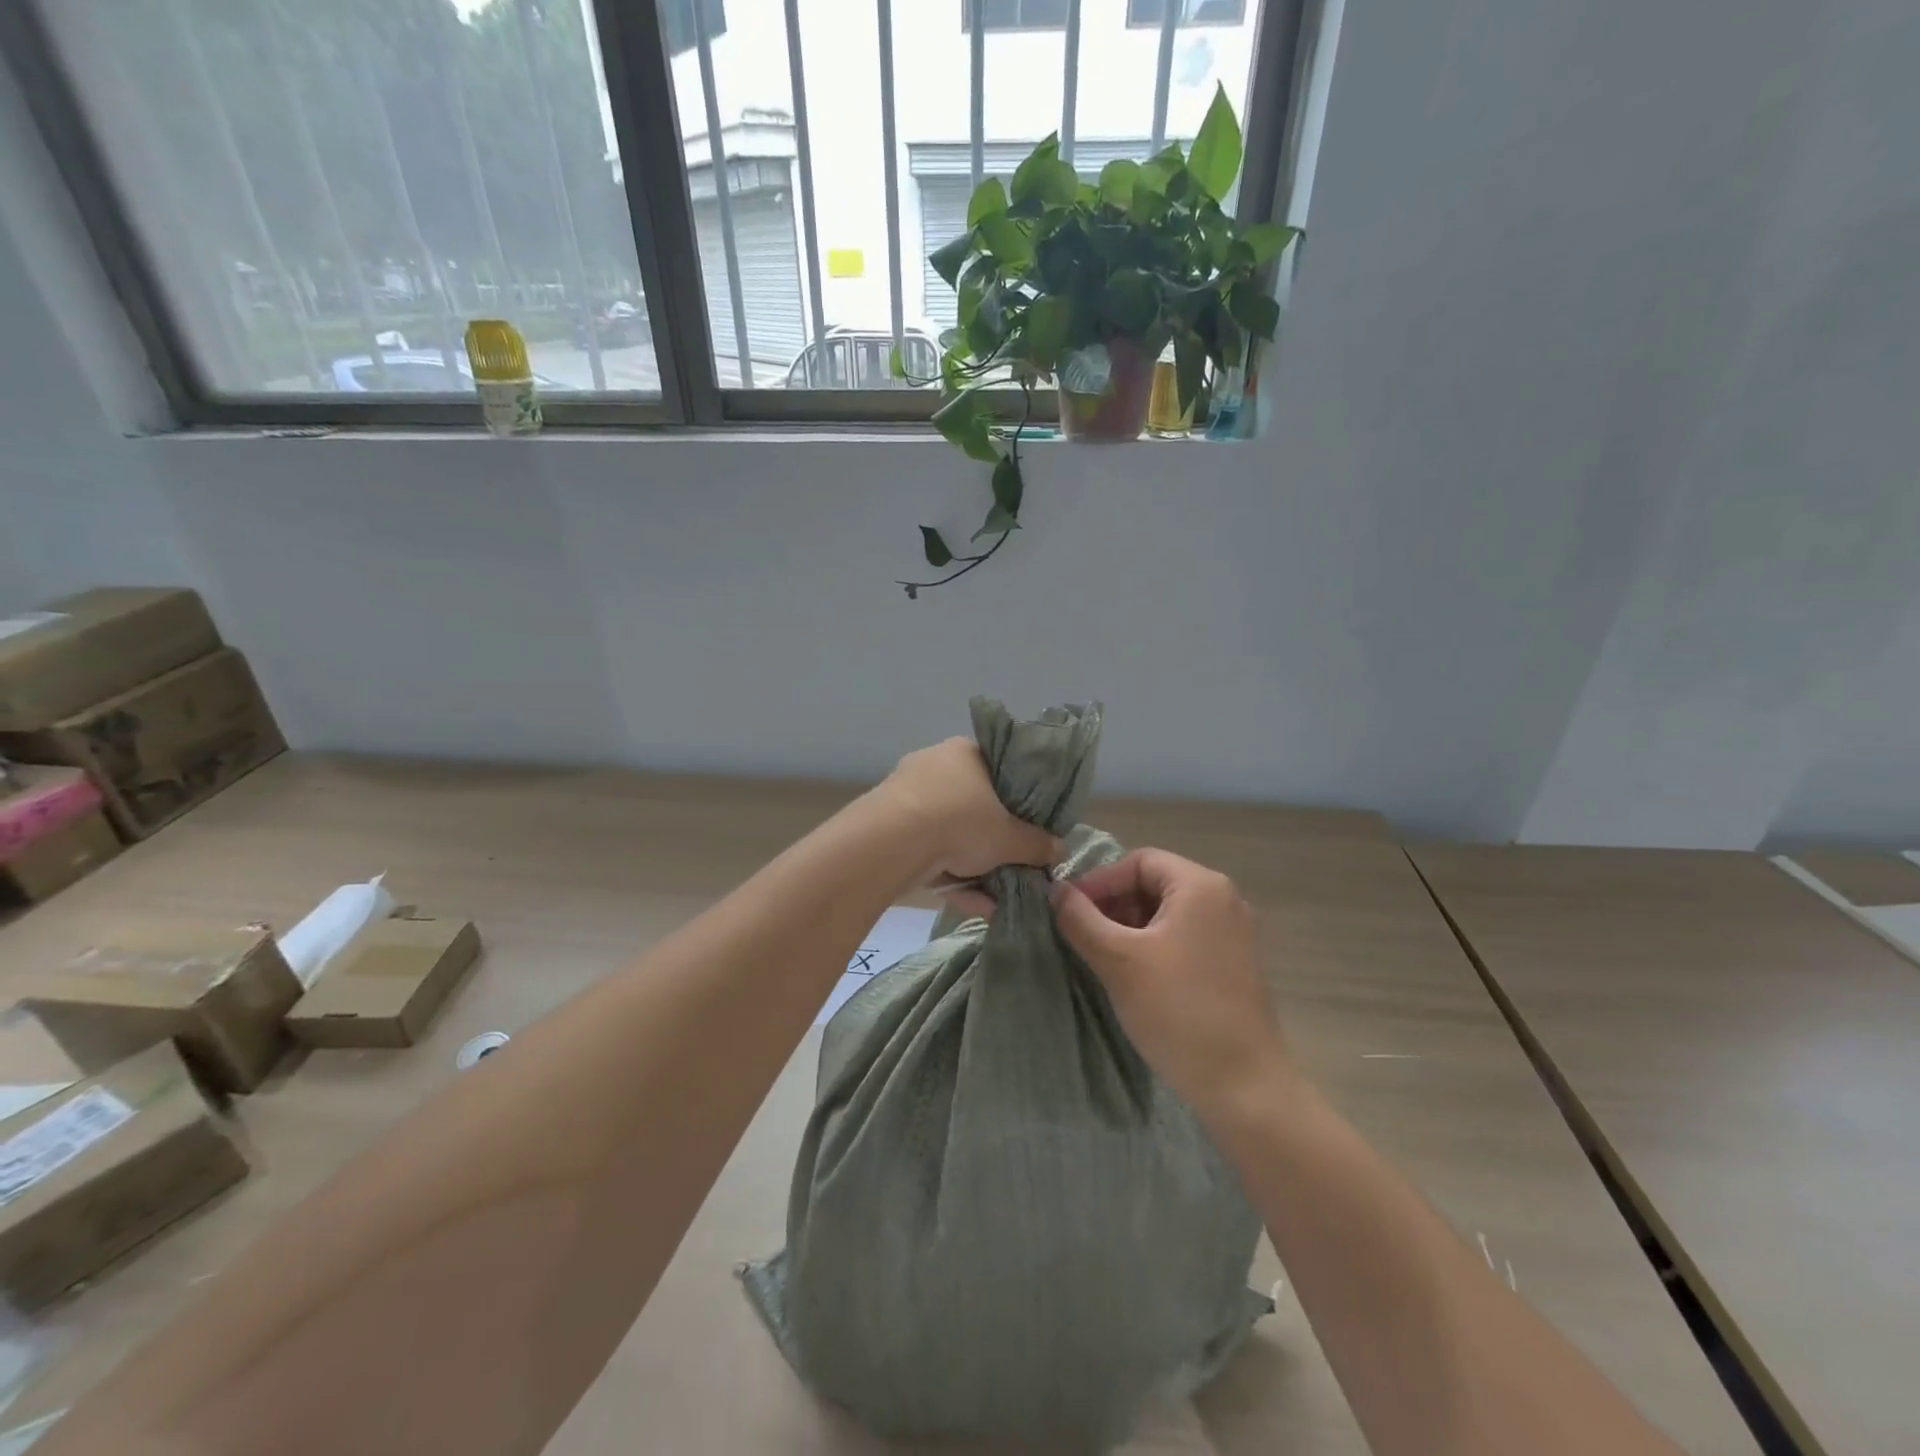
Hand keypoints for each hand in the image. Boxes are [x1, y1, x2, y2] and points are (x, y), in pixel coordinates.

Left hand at [874, 738, 1059, 907]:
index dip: (1017, 798)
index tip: (1028, 824)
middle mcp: (935, 764)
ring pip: (949, 831)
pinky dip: (949, 875)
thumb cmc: (960, 821)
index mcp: (966, 752)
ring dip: (973, 864)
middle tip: (1012, 863)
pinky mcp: (887, 825)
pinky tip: (973, 905)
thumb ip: (1037, 844)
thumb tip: (1058, 850)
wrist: (891, 842)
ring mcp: (907, 794)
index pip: (999, 768)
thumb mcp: (1011, 838)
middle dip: (993, 838)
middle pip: (974, 803)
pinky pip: (928, 849)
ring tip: (996, 897)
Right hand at [1052, 848, 1296, 1125]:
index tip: (1067, 909)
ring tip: (1100, 956)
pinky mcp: (1233, 964)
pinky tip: (1132, 975)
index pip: (1138, 861)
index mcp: (1200, 886)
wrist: (1244, 1086)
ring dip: (1129, 927)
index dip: (1098, 881)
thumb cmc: (1178, 1011)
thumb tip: (1055, 890)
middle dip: (1112, 904)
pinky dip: (1152, 945)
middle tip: (1080, 934)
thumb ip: (1081, 918)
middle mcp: (1223, 899)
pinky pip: (1184, 937)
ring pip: (1167, 913)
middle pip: (1154, 883)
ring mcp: (1232, 933)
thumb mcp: (1118, 960)